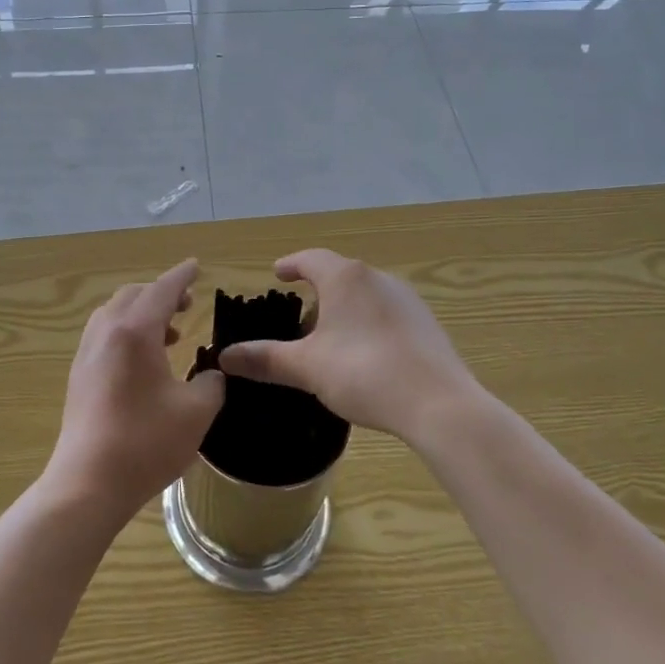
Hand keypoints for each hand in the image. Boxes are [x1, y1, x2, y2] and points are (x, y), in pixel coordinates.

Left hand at [43, 259, 224, 525]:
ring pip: (114, 313)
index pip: (162, 290)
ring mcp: (87, 353)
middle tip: (187, 305)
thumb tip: (212, 374)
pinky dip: (126, 331)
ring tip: (170, 334)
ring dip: (142, 313)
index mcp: (135, 332)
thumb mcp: (196, 413)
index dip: (182, 276)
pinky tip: (144, 360)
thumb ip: (212, 384)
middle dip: (161, 293)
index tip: (196, 265)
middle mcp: (106, 332)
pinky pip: (104, 334)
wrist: (88, 482)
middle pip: (134, 295)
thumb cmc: (146, 443)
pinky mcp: (79, 375)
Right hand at [217, 249, 483, 443]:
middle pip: (339, 276)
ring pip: (364, 295)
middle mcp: (377, 278)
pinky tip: (364, 356)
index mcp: (345, 278)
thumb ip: (265, 359)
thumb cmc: (364, 373)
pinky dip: (366, 324)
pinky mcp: (426, 324)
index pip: (311, 259)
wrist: (439, 404)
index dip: (291, 264)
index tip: (278, 273)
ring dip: (343, 310)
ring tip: (329, 341)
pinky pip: (385, 313)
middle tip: (298, 321)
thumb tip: (224, 357)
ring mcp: (407, 300)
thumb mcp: (307, 368)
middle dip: (316, 293)